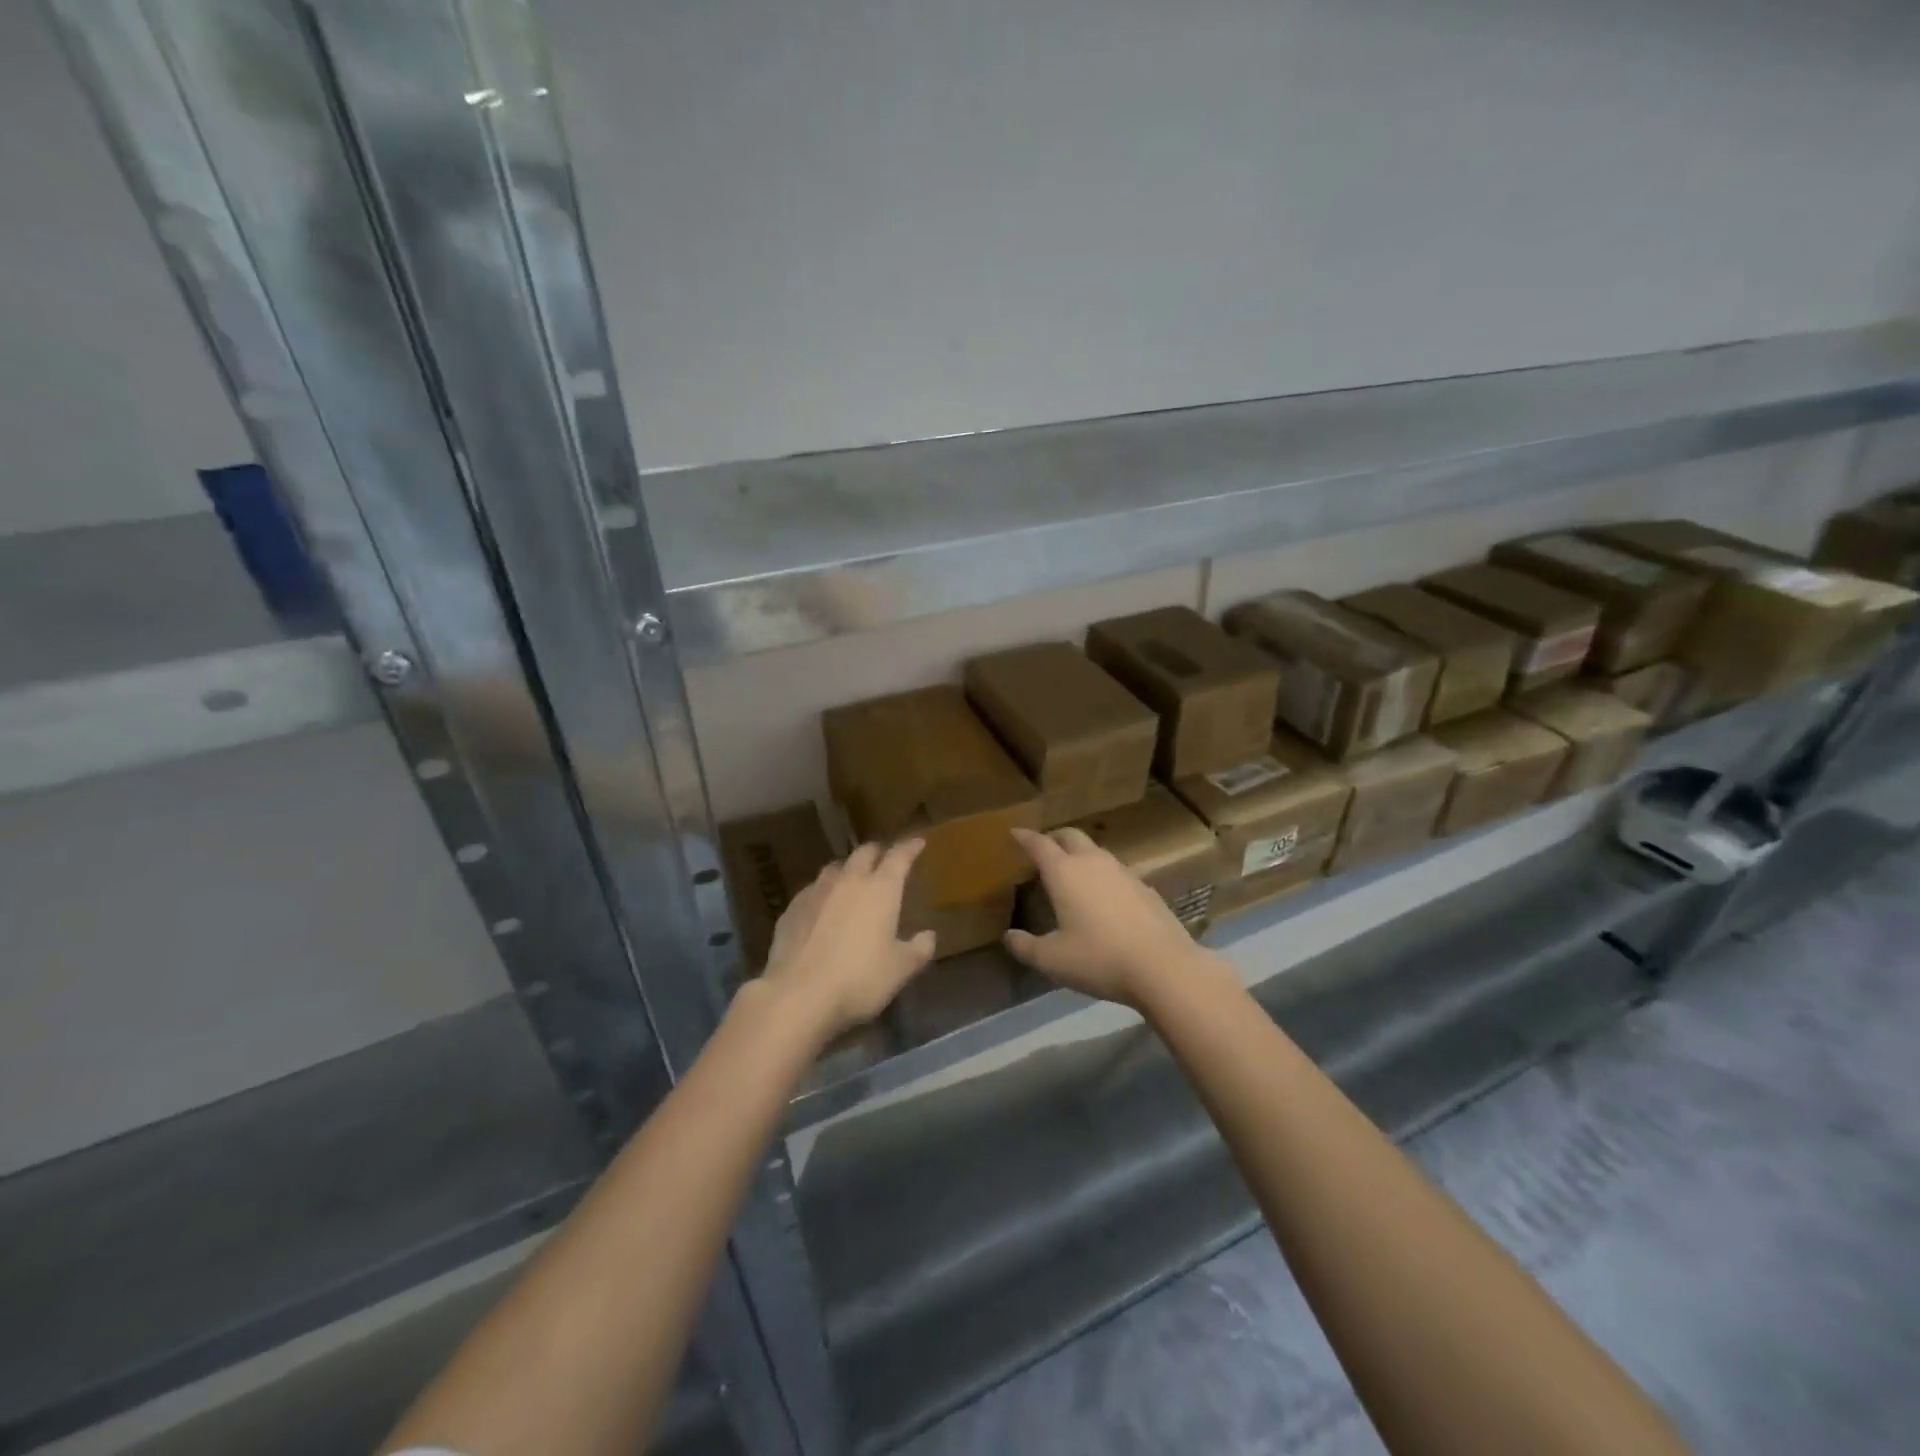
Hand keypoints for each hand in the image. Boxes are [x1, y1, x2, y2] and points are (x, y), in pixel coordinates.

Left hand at [761, 840, 936, 1040]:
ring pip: (835, 867)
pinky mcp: (792, 908)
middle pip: (864, 852)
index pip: (899, 856)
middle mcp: (848, 880)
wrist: (798, 994)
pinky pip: (812, 889)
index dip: (910, 847)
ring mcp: (816, 891)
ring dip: (848, 869)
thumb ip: (918, 949)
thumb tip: (928, 936)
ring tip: (852, 879)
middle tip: (885, 859)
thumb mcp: (900, 970)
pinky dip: (824, 892)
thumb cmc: (859, 979)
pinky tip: (822, 907)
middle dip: (878, 852)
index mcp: (880, 889)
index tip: (918, 842)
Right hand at [1003, 826, 1210, 1006]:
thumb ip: (1025, 947)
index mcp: (1065, 873)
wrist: (1164, 966)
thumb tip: (1008, 936)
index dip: (1024, 837)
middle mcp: (1093, 863)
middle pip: (1071, 836)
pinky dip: (1103, 875)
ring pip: (1096, 852)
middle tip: (1044, 849)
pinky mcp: (1145, 887)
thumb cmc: (1099, 959)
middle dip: (1054, 838)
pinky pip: (1117, 872)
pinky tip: (1105, 897)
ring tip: (1072, 872)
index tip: (1015, 832)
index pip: (1039, 844)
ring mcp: (1123, 872)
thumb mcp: (1053, 960)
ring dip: (1081, 855)